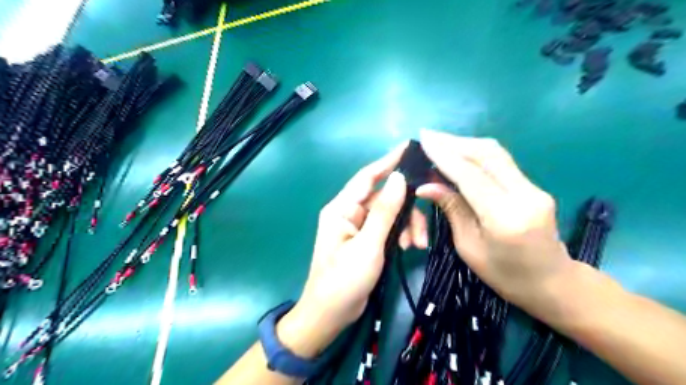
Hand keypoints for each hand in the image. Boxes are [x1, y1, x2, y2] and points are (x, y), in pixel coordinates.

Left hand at [276, 142, 426, 357]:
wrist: (331, 314)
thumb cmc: (344, 280)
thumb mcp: (368, 246)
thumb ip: (384, 212)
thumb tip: (399, 179)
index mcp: (342, 208)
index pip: (367, 176)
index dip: (388, 161)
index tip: (409, 148)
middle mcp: (349, 212)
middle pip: (384, 198)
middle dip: (406, 210)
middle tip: (423, 229)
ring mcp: (358, 226)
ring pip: (389, 213)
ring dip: (406, 225)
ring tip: (416, 245)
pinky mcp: (366, 239)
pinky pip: (387, 227)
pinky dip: (400, 233)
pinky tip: (409, 247)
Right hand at [416, 130, 574, 318]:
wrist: (554, 284)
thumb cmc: (505, 276)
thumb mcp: (469, 247)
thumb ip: (452, 210)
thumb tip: (425, 186)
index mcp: (505, 218)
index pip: (470, 175)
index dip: (444, 155)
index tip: (424, 140)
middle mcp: (525, 196)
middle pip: (488, 154)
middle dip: (455, 142)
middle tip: (429, 136)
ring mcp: (534, 188)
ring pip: (496, 153)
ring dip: (466, 144)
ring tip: (440, 142)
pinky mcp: (534, 187)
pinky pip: (502, 163)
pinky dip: (477, 154)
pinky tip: (460, 154)